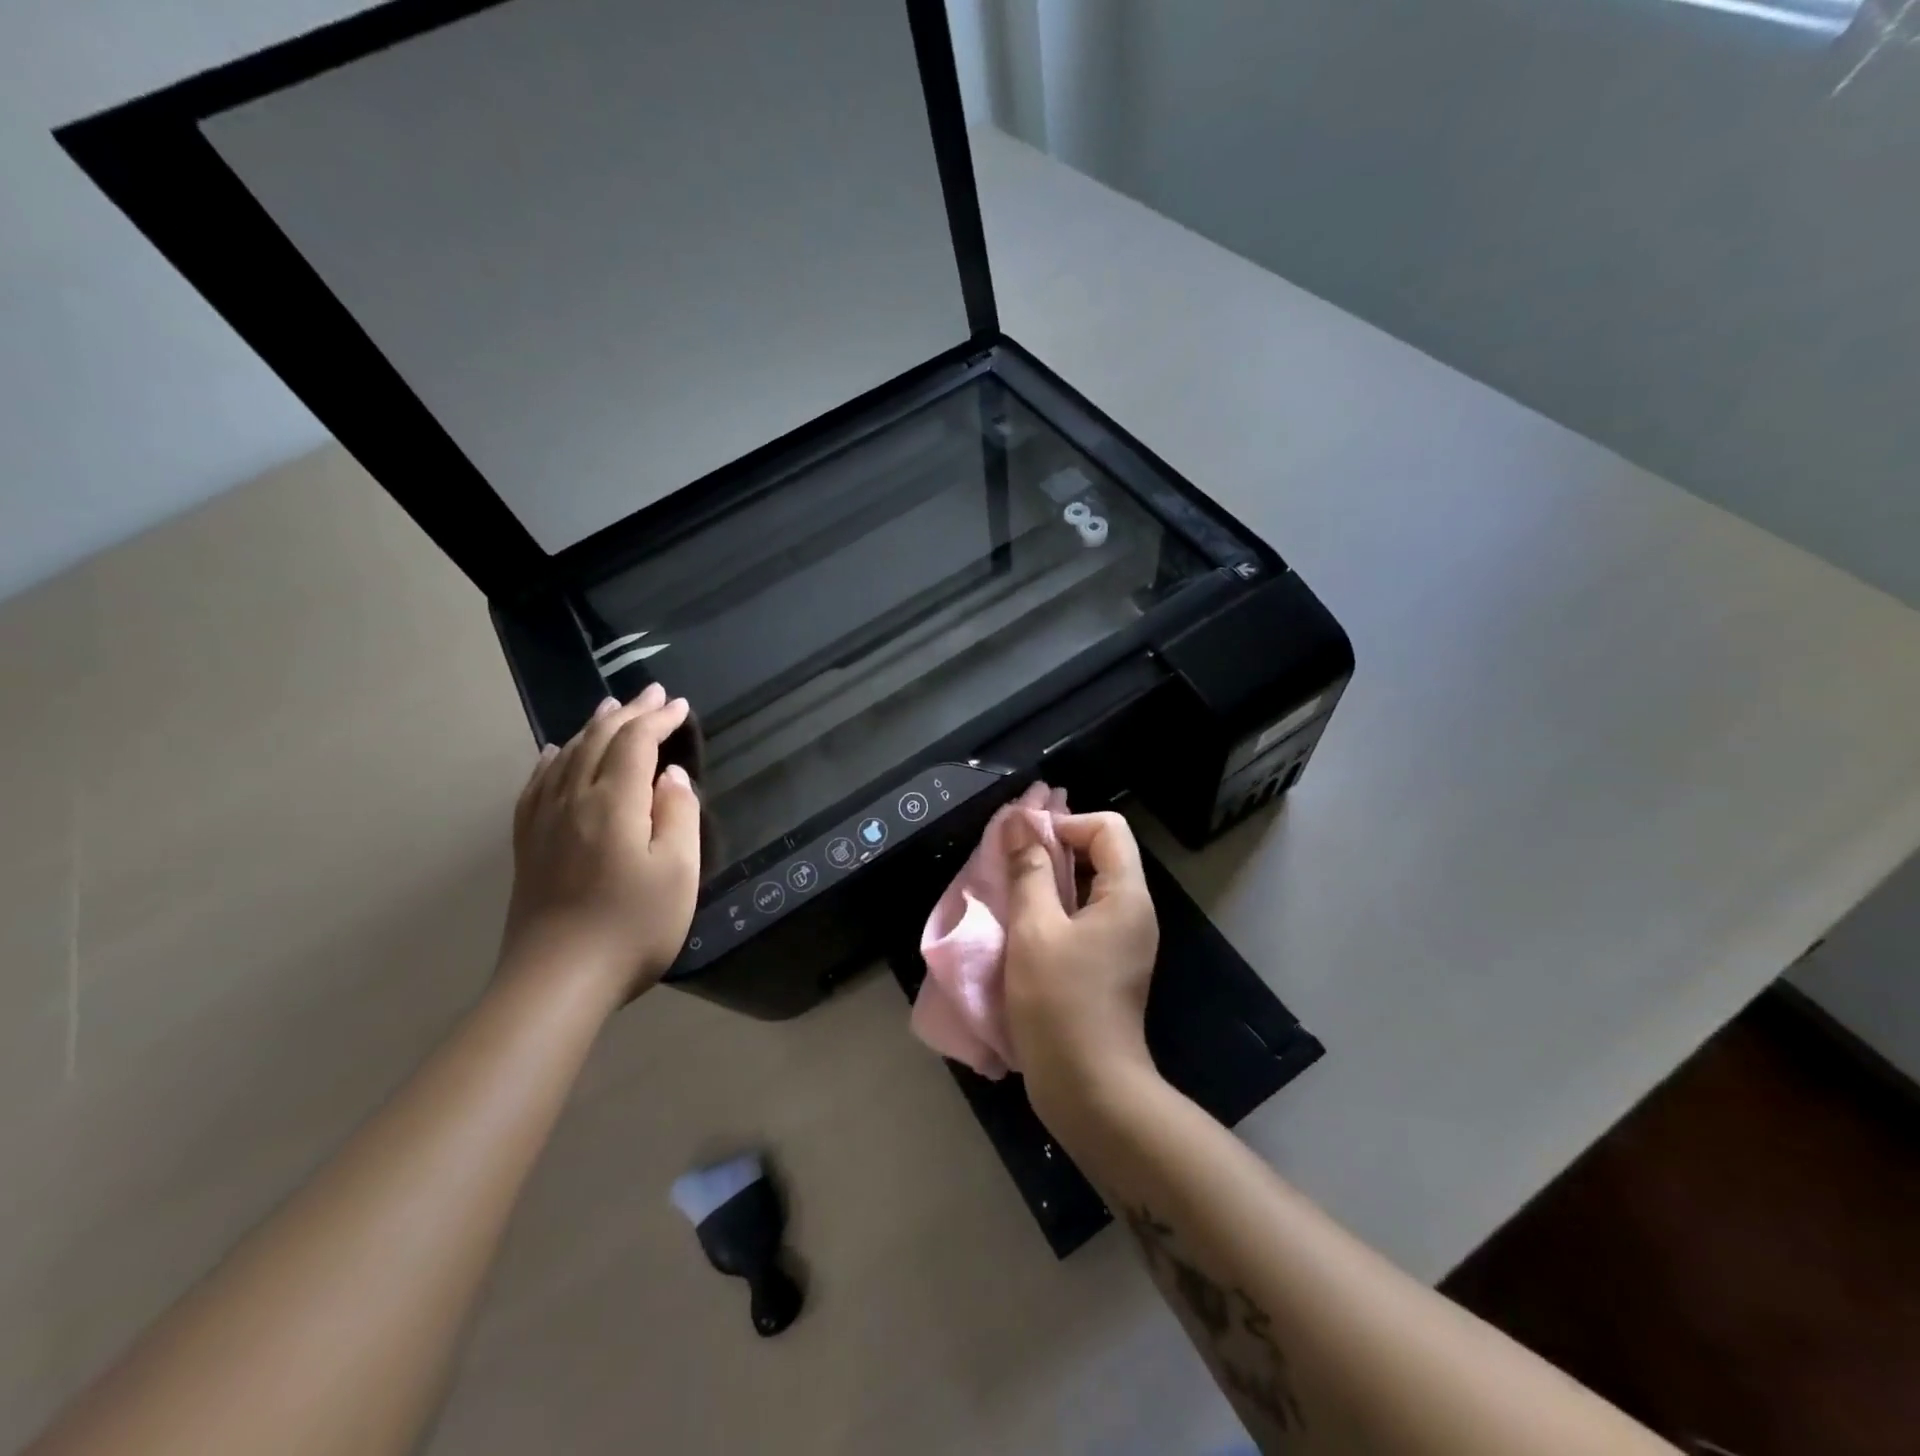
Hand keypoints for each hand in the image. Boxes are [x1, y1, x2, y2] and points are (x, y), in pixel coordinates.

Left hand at [500, 684, 702, 1004]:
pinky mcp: (527, 845)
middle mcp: (572, 800)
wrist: (557, 981)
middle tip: (652, 694)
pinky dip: (550, 760)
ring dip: (591, 728)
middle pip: (598, 741)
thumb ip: (678, 815)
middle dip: (628, 713)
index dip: (658, 719)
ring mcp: (543, 822)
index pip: (635, 743)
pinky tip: (552, 755)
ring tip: (609, 711)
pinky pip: (536, 786)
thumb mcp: (677, 872)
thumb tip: (670, 777)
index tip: (680, 706)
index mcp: (613, 803)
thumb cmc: (632, 926)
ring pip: (564, 756)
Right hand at [1003, 810, 1160, 1122]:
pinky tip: (1023, 926)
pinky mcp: (1108, 964)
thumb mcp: (1035, 930)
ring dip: (1049, 880)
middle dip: (1054, 848)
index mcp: (1126, 896)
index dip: (1065, 823)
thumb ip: (1027, 870)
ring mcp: (1123, 940)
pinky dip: (1054, 909)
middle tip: (1010, 862)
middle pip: (1101, 854)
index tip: (1025, 844)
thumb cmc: (1060, 1004)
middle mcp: (1133, 912)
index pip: (1107, 828)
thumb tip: (1019, 820)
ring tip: (1010, 891)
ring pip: (1088, 887)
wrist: (1089, 1089)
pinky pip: (1084, 917)